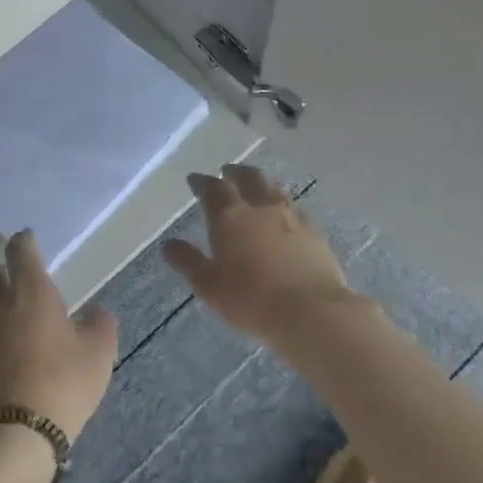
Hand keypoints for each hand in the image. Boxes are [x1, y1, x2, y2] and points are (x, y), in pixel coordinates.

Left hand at [0, 231, 118, 441]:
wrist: (16, 437)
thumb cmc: (64, 382)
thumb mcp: (99, 352)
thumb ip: (100, 324)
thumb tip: (96, 312)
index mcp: (31, 293)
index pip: (20, 251)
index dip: (25, 241)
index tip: (30, 239)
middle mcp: (1, 308)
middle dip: (4, 272)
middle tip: (23, 281)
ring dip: (1, 307)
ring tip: (25, 322)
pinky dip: (0, 337)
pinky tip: (18, 354)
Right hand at [163, 164, 354, 344]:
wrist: (311, 311)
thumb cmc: (250, 298)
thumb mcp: (208, 284)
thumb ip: (188, 261)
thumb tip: (167, 244)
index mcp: (230, 216)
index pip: (212, 188)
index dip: (202, 182)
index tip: (195, 179)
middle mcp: (260, 207)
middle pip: (249, 177)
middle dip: (235, 172)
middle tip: (227, 172)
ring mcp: (291, 217)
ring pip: (274, 188)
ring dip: (262, 183)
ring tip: (257, 186)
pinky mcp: (314, 232)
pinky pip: (296, 208)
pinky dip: (285, 205)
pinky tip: (286, 214)